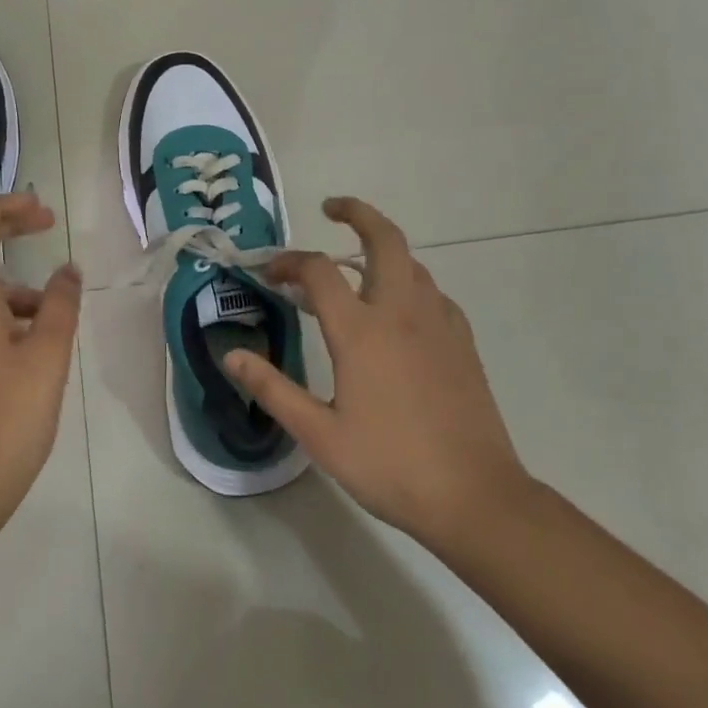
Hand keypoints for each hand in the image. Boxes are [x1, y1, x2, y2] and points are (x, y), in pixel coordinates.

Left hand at [0, 193, 82, 526]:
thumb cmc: (7, 417)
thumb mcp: (47, 356)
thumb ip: (59, 305)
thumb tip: (68, 270)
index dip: (1, 208)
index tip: (39, 207)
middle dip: (6, 228)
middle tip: (45, 222)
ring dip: (14, 278)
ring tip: (55, 303)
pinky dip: (9, 310)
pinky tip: (39, 340)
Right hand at [225, 197, 530, 548]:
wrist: (476, 498)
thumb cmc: (391, 465)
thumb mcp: (319, 434)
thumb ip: (272, 388)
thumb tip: (231, 355)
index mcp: (361, 331)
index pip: (319, 270)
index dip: (289, 261)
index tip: (270, 272)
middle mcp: (401, 312)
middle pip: (384, 239)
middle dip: (357, 213)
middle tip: (332, 209)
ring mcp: (438, 324)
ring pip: (411, 263)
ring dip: (382, 249)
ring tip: (355, 265)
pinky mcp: (462, 342)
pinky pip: (432, 292)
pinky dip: (409, 282)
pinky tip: (398, 310)